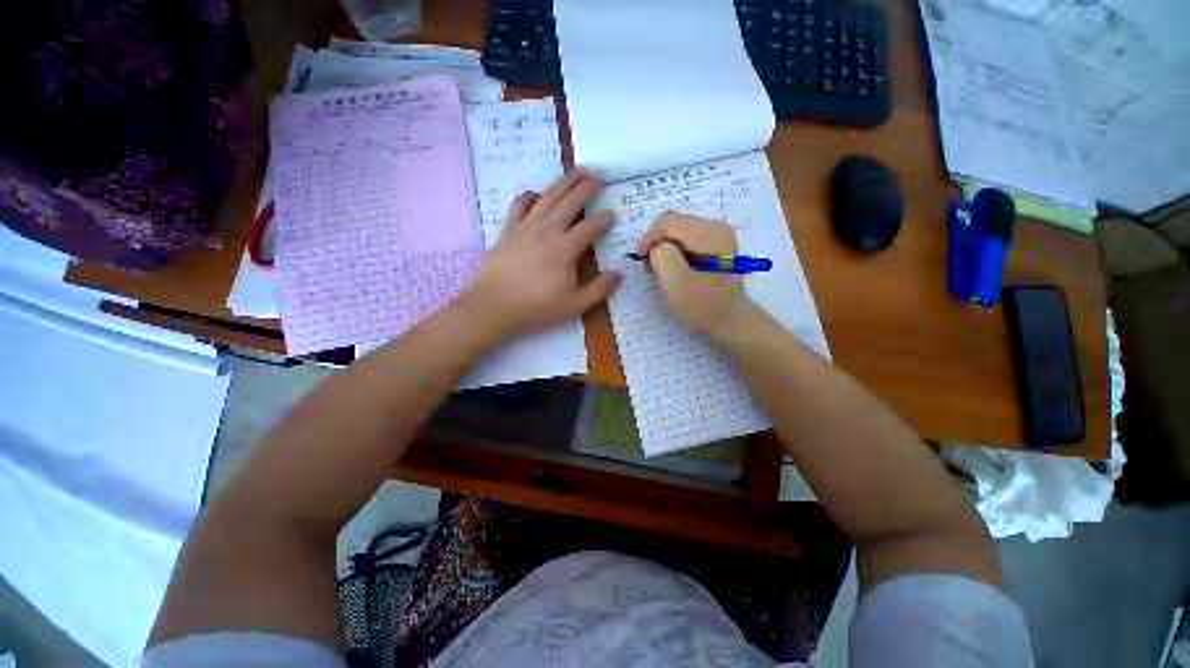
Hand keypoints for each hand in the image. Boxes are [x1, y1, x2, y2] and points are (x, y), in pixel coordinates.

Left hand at [458, 169, 620, 341]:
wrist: (493, 306)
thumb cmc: (536, 308)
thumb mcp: (574, 305)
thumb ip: (599, 289)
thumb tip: (619, 274)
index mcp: (565, 248)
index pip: (589, 227)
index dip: (603, 219)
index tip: (611, 215)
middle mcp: (547, 230)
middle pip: (570, 201)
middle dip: (587, 187)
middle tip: (599, 175)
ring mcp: (525, 227)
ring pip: (548, 196)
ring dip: (564, 181)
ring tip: (577, 170)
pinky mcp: (508, 230)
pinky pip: (520, 204)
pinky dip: (530, 195)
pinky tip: (538, 193)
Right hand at [638, 213, 752, 339]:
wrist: (731, 323)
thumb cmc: (704, 307)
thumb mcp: (677, 283)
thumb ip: (663, 257)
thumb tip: (657, 247)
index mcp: (710, 234)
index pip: (668, 221)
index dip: (649, 239)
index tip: (642, 262)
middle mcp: (716, 227)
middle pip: (673, 224)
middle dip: (657, 245)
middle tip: (651, 270)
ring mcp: (717, 236)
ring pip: (677, 233)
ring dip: (664, 251)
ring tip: (662, 273)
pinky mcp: (714, 247)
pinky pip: (685, 242)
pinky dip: (674, 255)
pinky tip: (674, 272)